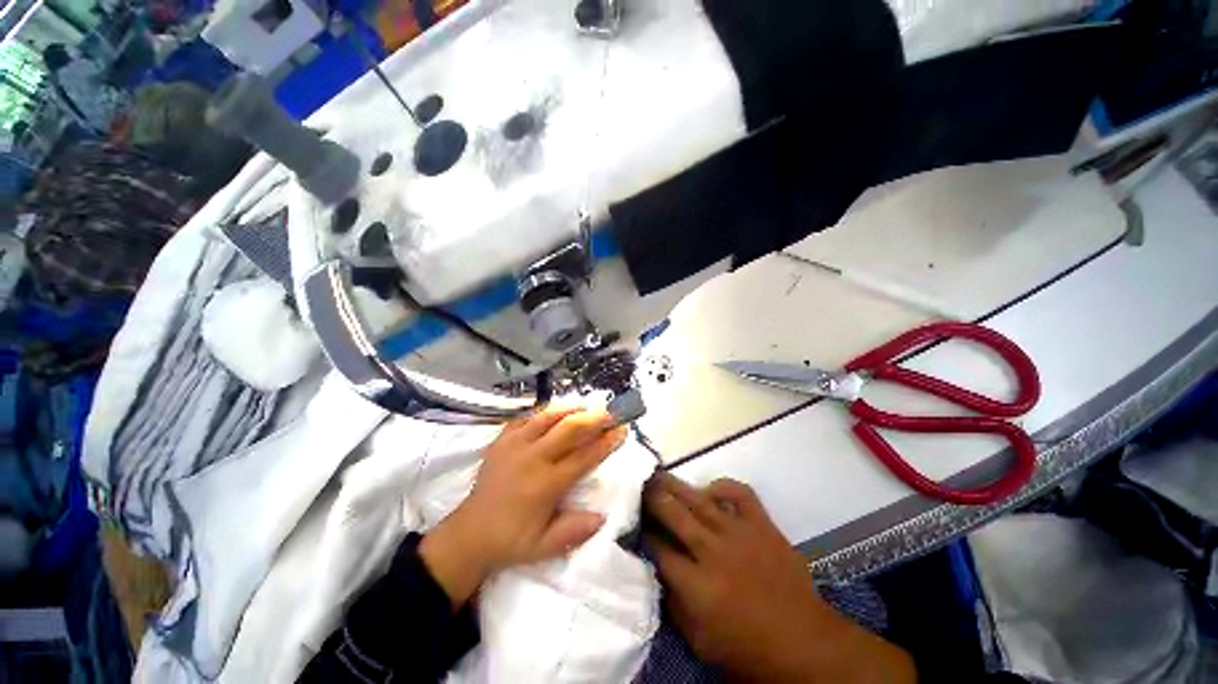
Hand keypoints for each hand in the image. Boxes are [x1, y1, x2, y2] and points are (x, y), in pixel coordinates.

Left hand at [420, 407, 627, 607]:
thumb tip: (604, 516)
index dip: (606, 443)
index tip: (622, 431)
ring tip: (586, 406)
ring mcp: (514, 445)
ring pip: (548, 417)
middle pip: (569, 429)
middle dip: (593, 419)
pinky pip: (526, 418)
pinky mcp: (501, 440)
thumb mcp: (545, 547)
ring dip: (570, 409)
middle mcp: (532, 458)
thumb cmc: (511, 541)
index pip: (583, 457)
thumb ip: (575, 531)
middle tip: (610, 414)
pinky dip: (544, 412)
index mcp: (546, 484)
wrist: (469, 534)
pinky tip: (554, 411)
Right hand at [644, 474, 914, 683]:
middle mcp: (713, 551)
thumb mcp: (701, 642)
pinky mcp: (762, 524)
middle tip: (638, 485)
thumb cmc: (748, 650)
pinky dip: (723, 486)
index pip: (659, 549)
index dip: (643, 534)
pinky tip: (710, 490)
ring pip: (699, 499)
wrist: (805, 644)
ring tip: (658, 475)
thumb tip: (656, 571)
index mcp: (697, 585)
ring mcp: (739, 533)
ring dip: (675, 485)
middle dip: (652, 497)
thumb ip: (674, 605)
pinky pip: (740, 492)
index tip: (634, 524)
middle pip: (673, 513)